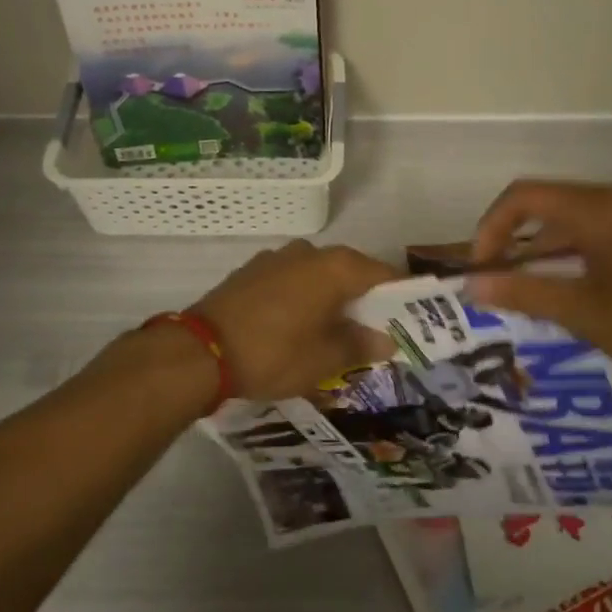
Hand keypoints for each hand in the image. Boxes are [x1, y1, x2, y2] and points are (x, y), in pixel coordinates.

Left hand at [192, 240, 400, 400]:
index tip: (410, 316)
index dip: (399, 294)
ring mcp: (277, 258)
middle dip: (364, 298)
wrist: (201, 351)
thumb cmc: (274, 353)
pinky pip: (292, 280)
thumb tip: (385, 340)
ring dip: (331, 297)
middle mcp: (309, 252)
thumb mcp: (324, 359)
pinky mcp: (252, 271)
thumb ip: (359, 345)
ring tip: (335, 330)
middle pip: (350, 271)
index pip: (382, 273)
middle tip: (374, 329)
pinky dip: (304, 297)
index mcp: (334, 267)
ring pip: (318, 275)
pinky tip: (299, 323)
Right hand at [466, 179, 611, 393]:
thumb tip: (472, 286)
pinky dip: (579, 250)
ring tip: (535, 290)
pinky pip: (606, 228)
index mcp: (603, 209)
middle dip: (518, 240)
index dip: (491, 227)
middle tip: (502, 282)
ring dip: (549, 248)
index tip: (481, 267)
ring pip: (579, 218)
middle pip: (552, 204)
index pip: (525, 196)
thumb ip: (525, 294)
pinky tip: (579, 287)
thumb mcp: (585, 315)